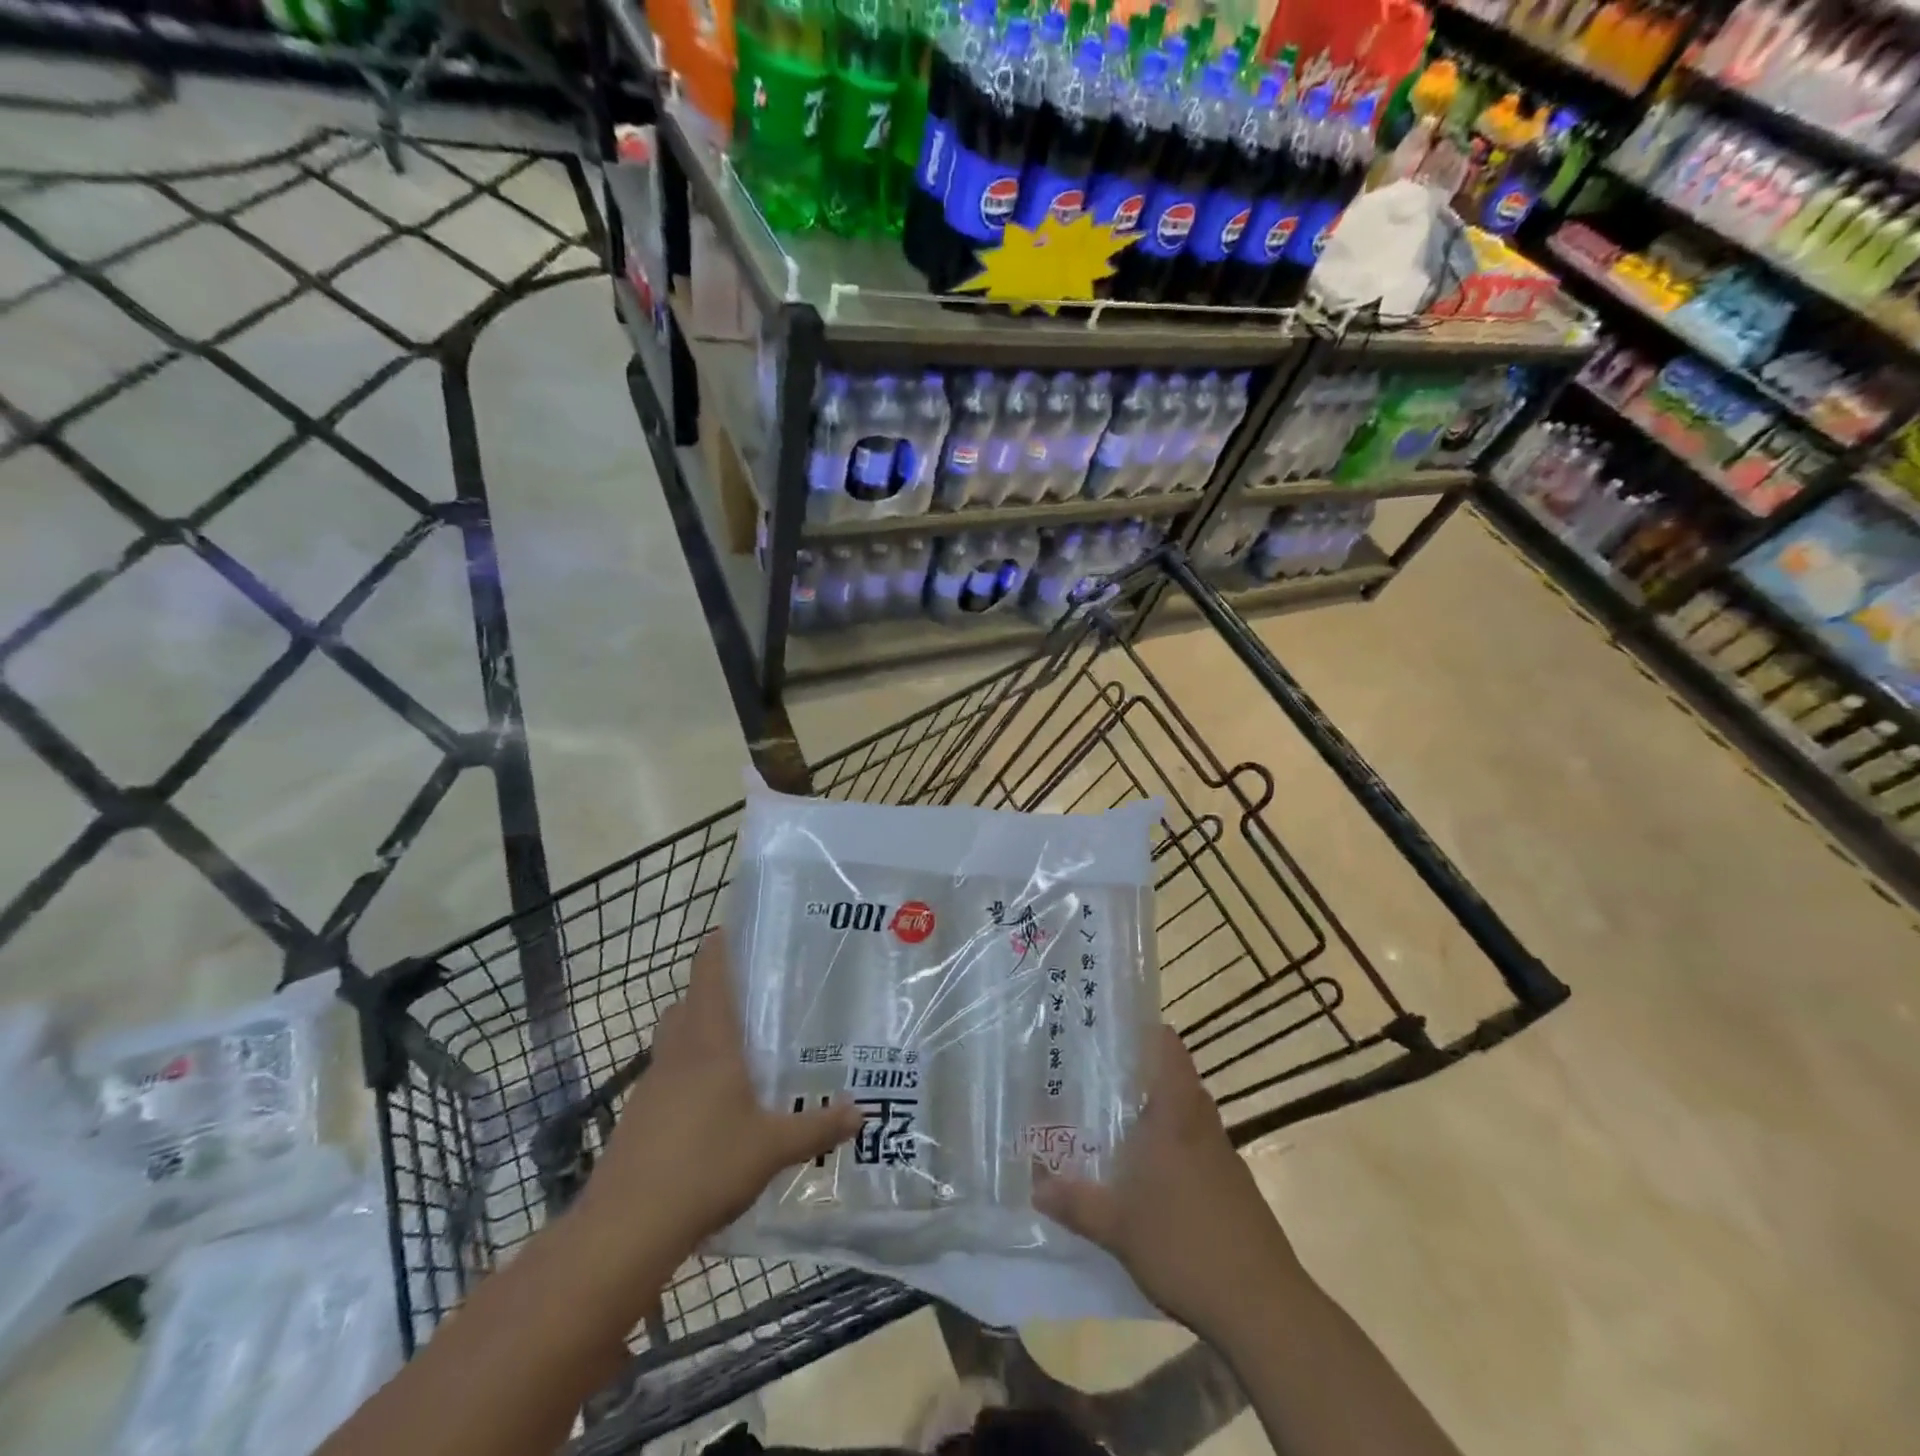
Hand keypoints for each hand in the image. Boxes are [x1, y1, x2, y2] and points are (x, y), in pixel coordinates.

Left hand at [581, 933, 862, 1264]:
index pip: (708, 972)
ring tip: (739, 1049)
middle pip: (688, 1001)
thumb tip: (862, 1112)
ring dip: (699, 1032)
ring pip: (675, 1038)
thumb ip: (818, 1126)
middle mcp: (678, 1051)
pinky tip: (714, 1105)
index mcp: (710, 1041)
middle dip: (714, 990)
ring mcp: (652, 1084)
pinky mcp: (639, 1117)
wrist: (626, 1228)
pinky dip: (688, 1073)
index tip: (740, 929)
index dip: (720, 944)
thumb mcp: (773, 1147)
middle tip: (755, 995)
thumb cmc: (705, 1166)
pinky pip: (667, 1075)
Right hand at [1034, 1024, 1303, 1336]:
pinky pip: (1197, 1148)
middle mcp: (1202, 1124)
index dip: (1143, 1030)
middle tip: (1097, 1075)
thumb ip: (1074, 1201)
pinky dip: (1172, 1148)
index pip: (1168, 1048)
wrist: (1263, 1307)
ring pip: (1186, 1115)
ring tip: (1114, 1122)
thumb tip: (1035, 1184)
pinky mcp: (1234, 1188)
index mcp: (1176, 1114)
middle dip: (1138, 1074)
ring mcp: (1223, 1156)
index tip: (1110, 1027)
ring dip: (1156, 1113)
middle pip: (1174, 1079)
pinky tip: (1148, 1176)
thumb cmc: (1185, 1246)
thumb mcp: (1116, 1227)